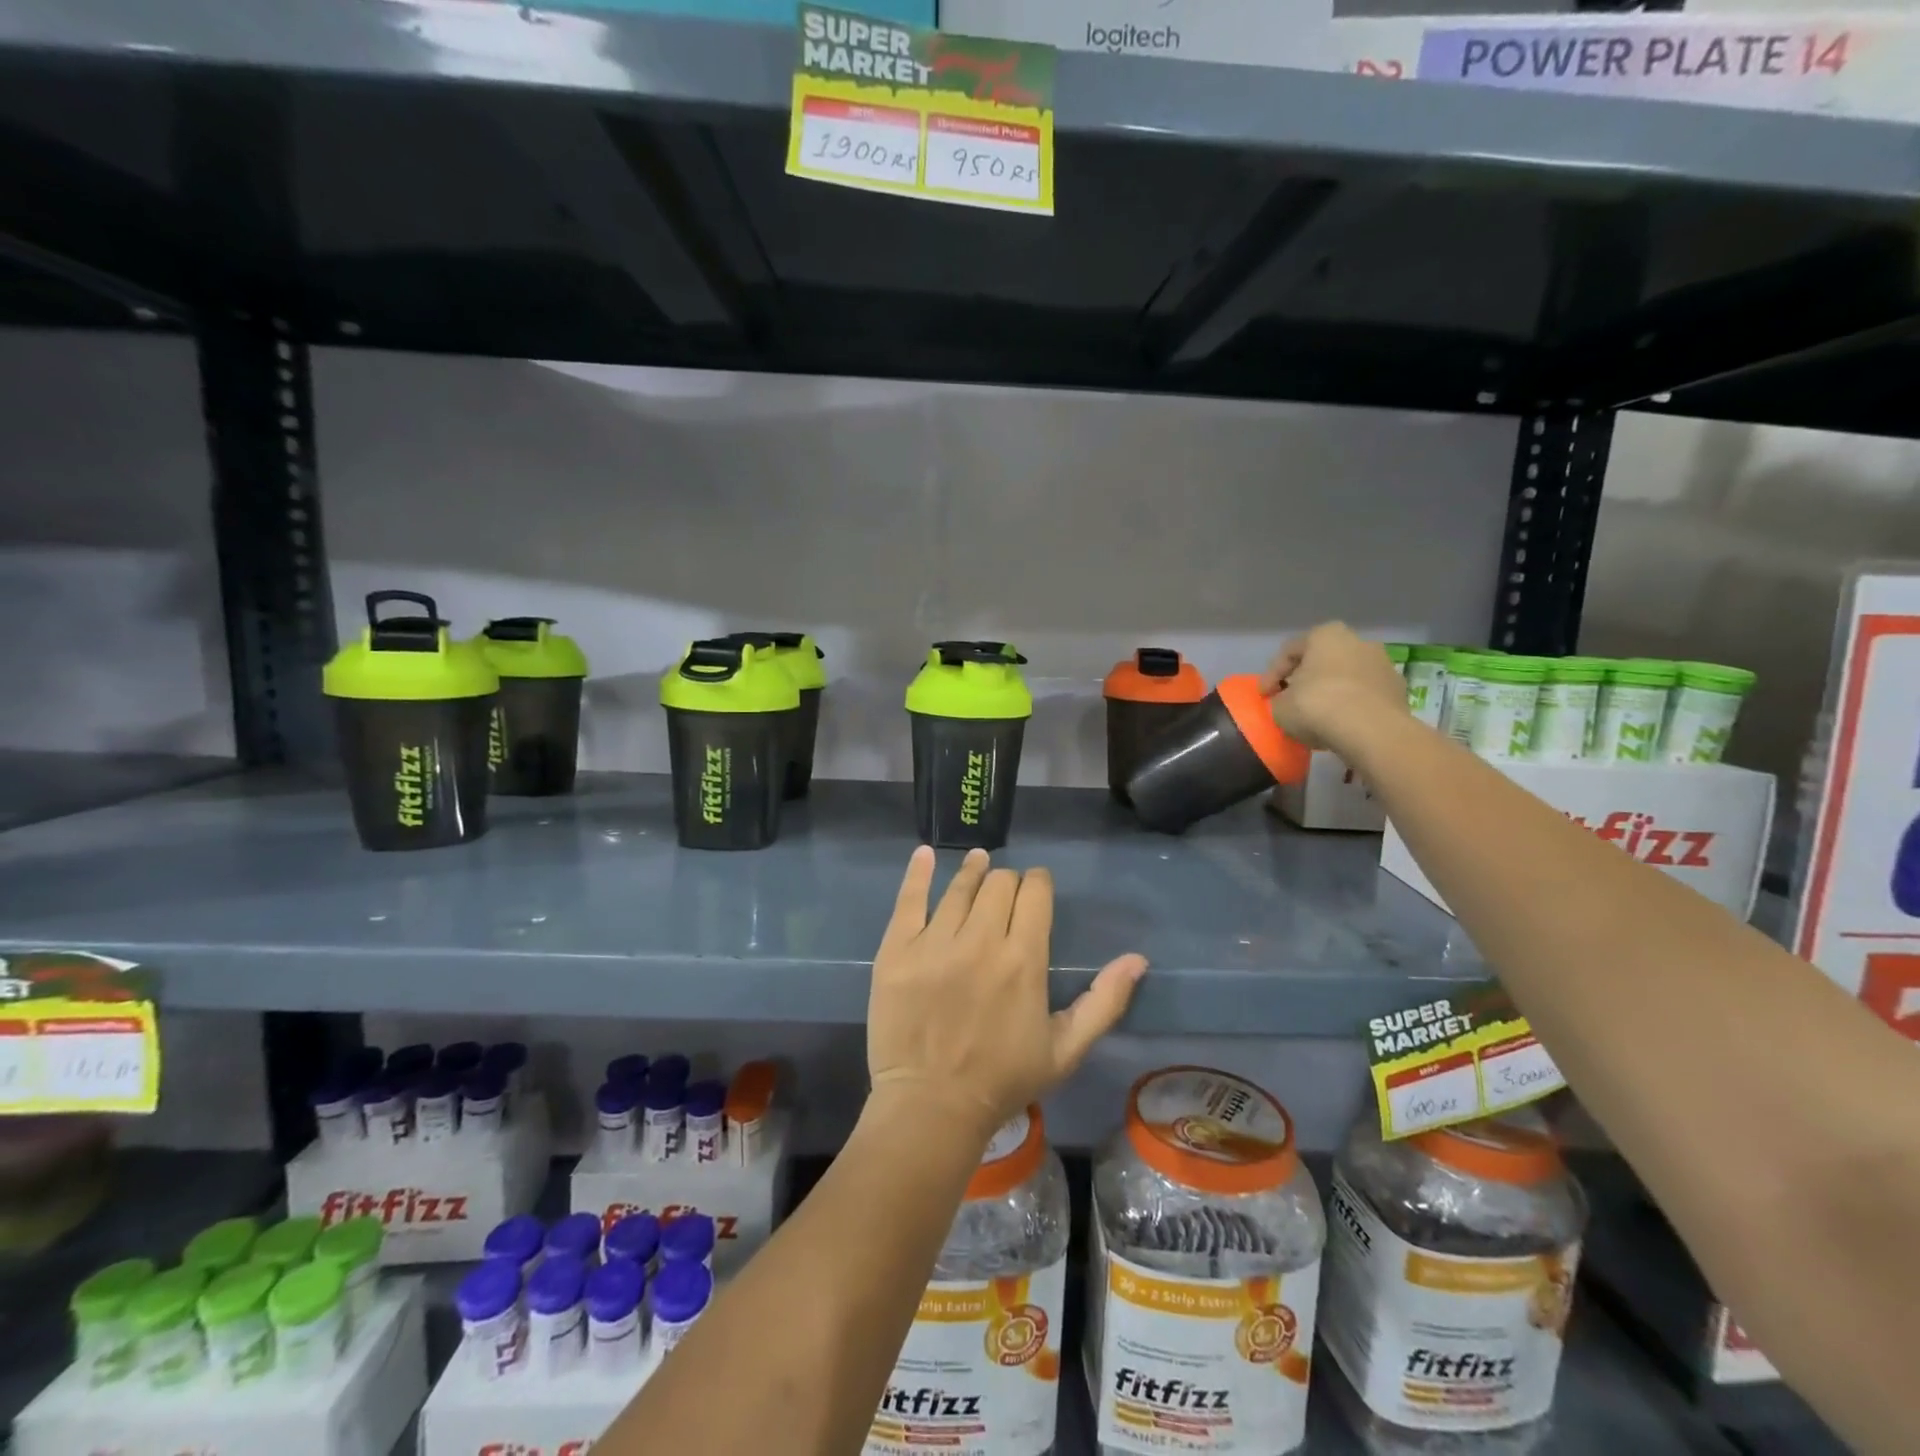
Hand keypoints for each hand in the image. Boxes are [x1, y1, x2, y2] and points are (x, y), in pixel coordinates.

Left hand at [867, 847, 1146, 1140]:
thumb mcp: (1065, 1050)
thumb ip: (1104, 1002)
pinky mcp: (897, 950)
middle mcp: (980, 941)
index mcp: (1023, 960)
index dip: (1038, 883)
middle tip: (1006, 892)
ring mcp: (934, 943)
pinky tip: (925, 854)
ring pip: (959, 887)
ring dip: (973, 870)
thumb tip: (1137, 959)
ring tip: (977, 861)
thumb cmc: (1003, 1080)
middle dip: (1008, 881)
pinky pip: (908, 899)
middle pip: (998, 883)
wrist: (931, 1107)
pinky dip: (918, 872)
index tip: (1037, 887)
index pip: (1034, 893)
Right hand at [1259, 621, 1410, 751]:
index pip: (1289, 651)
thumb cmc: (1317, 706)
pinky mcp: (1398, 690)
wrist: (1371, 731)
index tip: (1263, 696)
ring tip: (1318, 716)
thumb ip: (1280, 699)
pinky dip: (1352, 706)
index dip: (1271, 675)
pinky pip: (1365, 696)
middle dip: (1306, 679)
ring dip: (1332, 692)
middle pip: (1322, 660)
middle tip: (1291, 700)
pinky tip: (1341, 725)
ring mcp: (1383, 664)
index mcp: (1326, 635)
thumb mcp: (1280, 706)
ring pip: (1347, 677)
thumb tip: (1287, 701)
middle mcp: (1358, 641)